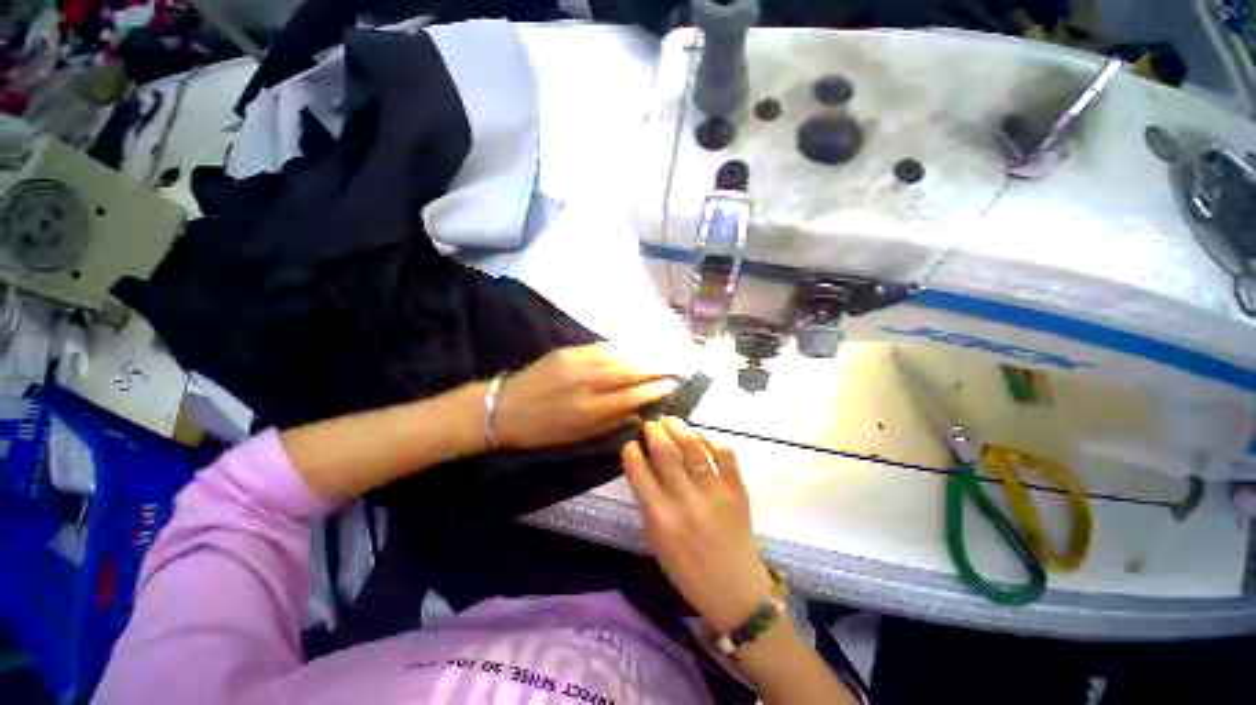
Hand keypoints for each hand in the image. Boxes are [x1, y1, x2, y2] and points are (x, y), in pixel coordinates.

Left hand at [494, 343, 677, 449]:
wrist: (503, 408)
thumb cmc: (542, 430)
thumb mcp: (577, 436)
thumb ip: (610, 422)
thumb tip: (638, 412)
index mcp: (589, 409)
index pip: (632, 394)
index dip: (654, 388)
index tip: (672, 384)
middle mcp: (587, 382)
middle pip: (629, 371)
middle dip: (654, 368)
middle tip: (672, 367)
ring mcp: (577, 362)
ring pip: (618, 355)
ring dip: (642, 356)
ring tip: (658, 358)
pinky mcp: (568, 351)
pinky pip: (601, 347)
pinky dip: (621, 348)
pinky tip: (632, 350)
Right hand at [622, 418, 774, 633]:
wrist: (736, 592)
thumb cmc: (687, 570)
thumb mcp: (656, 540)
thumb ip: (648, 502)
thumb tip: (644, 465)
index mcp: (660, 517)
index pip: (638, 471)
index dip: (630, 450)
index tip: (630, 442)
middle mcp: (685, 500)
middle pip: (665, 451)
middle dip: (653, 430)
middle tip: (650, 425)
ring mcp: (714, 492)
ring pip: (693, 446)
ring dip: (678, 426)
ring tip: (669, 420)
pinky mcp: (737, 490)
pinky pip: (725, 453)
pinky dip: (711, 438)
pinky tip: (700, 434)